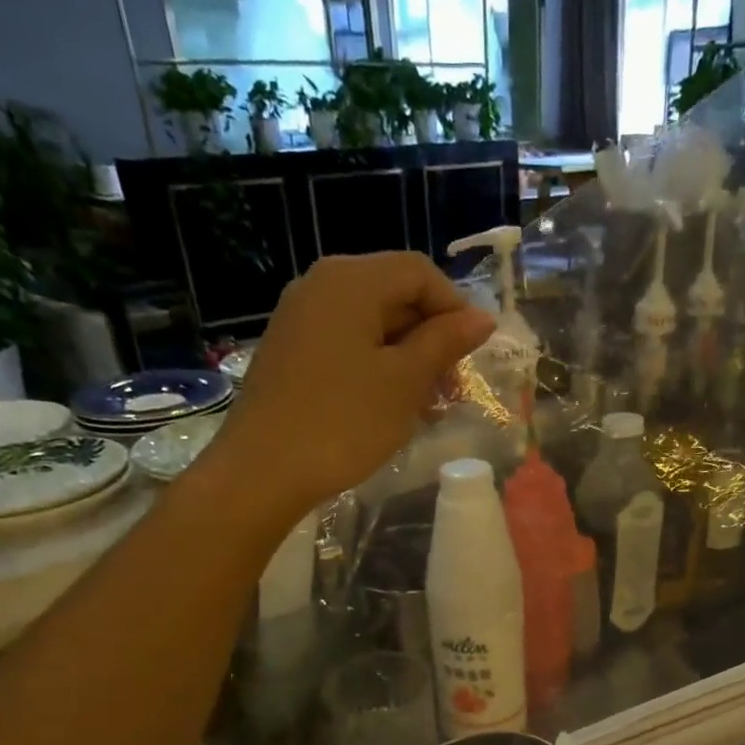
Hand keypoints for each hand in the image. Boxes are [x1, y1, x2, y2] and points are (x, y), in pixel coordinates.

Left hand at [209, 253, 493, 517]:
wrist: (262, 471)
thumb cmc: (343, 422)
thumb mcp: (405, 382)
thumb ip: (444, 343)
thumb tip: (482, 318)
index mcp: (351, 280)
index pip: (419, 272)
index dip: (455, 308)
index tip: (473, 356)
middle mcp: (321, 286)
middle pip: (394, 296)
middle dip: (432, 339)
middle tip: (452, 391)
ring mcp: (300, 319)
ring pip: (371, 326)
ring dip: (408, 360)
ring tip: (427, 408)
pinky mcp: (290, 353)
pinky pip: (346, 347)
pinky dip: (377, 369)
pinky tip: (391, 409)